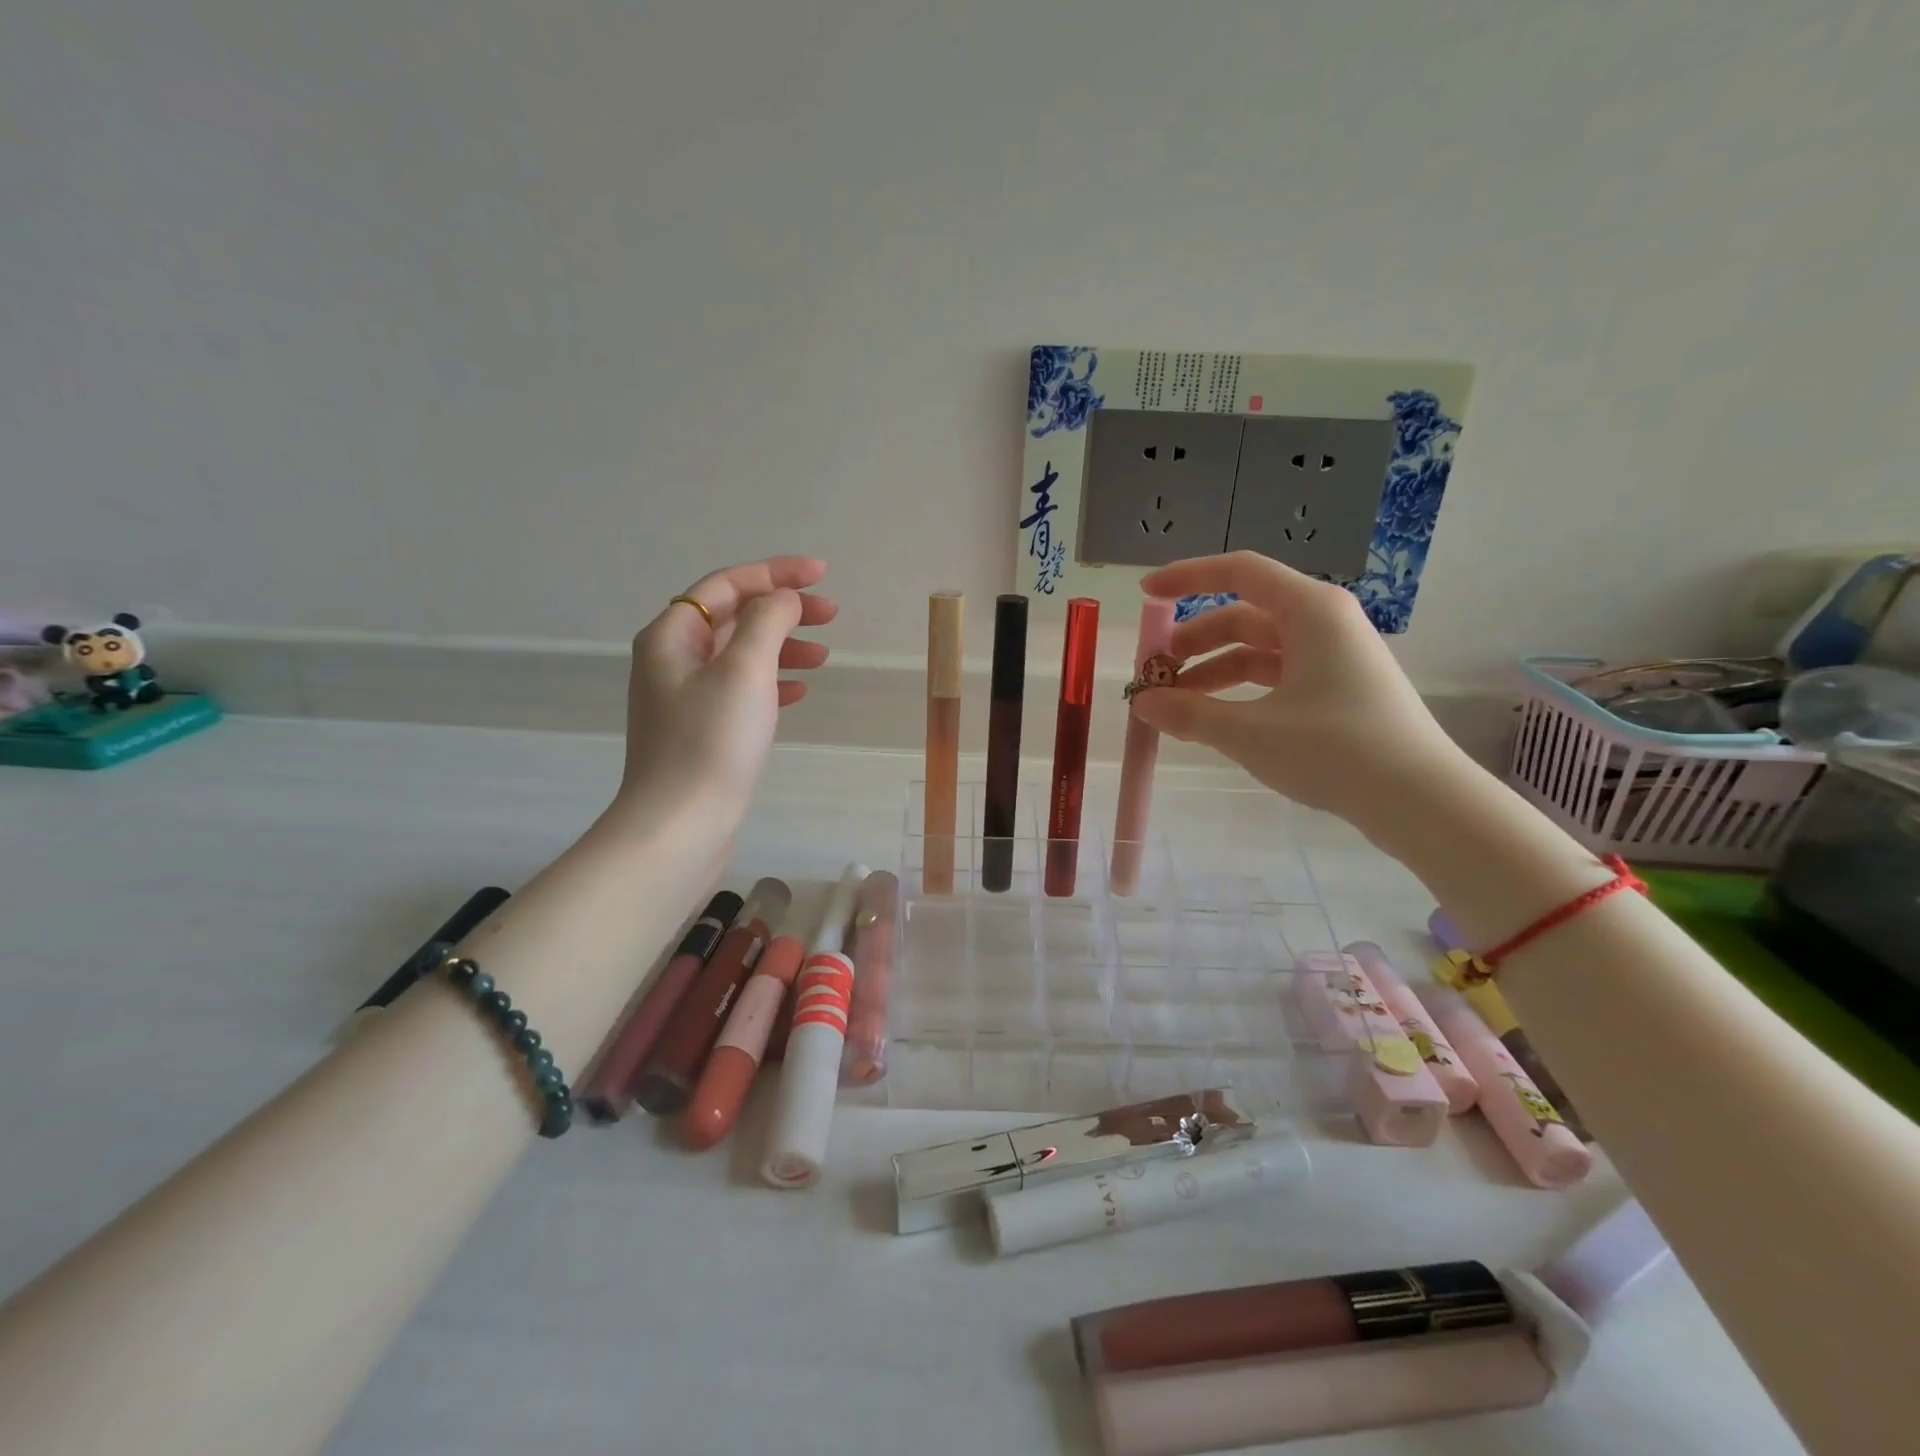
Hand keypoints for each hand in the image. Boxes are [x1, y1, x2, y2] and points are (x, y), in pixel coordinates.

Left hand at [614, 556, 835, 826]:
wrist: (681, 826)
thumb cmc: (711, 743)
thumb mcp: (744, 670)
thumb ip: (768, 621)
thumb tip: (783, 599)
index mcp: (672, 636)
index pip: (727, 585)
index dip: (775, 573)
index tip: (822, 575)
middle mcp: (673, 660)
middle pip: (734, 617)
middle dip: (783, 610)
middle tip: (832, 616)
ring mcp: (685, 699)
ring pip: (741, 655)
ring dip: (783, 647)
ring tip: (823, 656)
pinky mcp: (702, 731)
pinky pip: (741, 690)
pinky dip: (772, 682)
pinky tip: (799, 691)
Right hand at [1129, 552, 1466, 835]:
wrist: (1420, 801)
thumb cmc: (1335, 750)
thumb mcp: (1250, 732)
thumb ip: (1189, 714)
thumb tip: (1142, 703)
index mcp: (1311, 610)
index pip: (1239, 572)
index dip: (1187, 577)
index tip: (1146, 595)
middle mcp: (1324, 623)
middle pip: (1243, 615)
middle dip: (1195, 641)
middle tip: (1157, 672)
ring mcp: (1334, 657)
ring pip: (1258, 650)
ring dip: (1213, 671)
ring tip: (1176, 705)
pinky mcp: (1339, 690)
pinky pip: (1276, 677)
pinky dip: (1240, 692)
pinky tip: (1215, 719)